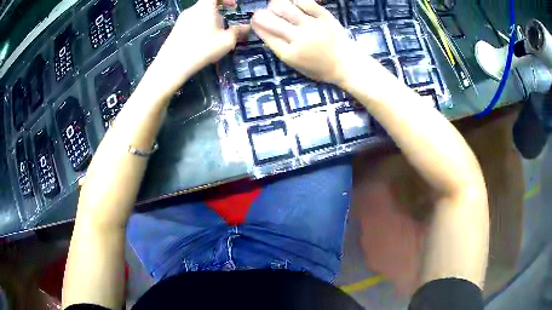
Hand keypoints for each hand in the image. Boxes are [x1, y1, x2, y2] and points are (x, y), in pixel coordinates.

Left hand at [141, 0, 248, 98]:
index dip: (227, 0)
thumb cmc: (202, 48)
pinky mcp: (174, 30)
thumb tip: (247, 28)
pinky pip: (190, 24)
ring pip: (199, 15)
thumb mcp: (227, 41)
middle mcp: (192, 9)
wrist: (172, 65)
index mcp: (205, 6)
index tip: (233, 6)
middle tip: (224, 26)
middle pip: (207, 5)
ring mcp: (181, 20)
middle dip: (218, 13)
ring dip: (208, 22)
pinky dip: (198, 28)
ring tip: (212, 38)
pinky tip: (199, 44)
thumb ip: (238, 32)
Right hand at [251, 0, 361, 85]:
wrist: (347, 65)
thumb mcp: (296, 66)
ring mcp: (312, 26)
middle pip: (271, 21)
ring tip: (276, 6)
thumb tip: (266, 31)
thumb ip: (281, 49)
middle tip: (260, 13)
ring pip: (286, 8)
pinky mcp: (325, 17)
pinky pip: (306, 2)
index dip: (257, 25)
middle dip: (260, 15)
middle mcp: (299, 38)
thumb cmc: (321, 68)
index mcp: (290, 54)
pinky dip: (295, 0)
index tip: (254, 21)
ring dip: (275, 5)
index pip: (266, 35)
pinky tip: (292, 2)